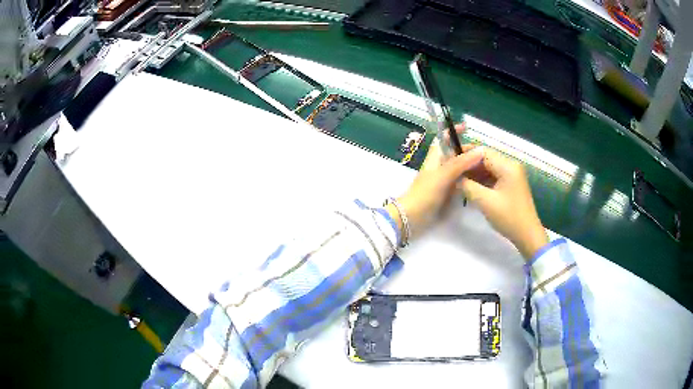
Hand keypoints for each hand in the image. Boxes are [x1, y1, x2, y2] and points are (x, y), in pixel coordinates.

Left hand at [385, 140, 484, 239]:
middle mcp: (439, 166)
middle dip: (468, 151)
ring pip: (459, 168)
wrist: (412, 218)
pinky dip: (469, 180)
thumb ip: (461, 163)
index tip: (467, 127)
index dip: (452, 131)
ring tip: (488, 167)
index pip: (443, 139)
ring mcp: (443, 181)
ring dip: (471, 166)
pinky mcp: (446, 194)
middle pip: (455, 154)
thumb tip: (480, 150)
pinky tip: (481, 182)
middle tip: (486, 154)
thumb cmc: (425, 193)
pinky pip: (460, 182)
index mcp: (435, 157)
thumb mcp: (443, 176)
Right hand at [459, 146, 547, 259]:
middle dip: (468, 164)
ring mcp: (512, 175)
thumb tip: (455, 178)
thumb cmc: (509, 217)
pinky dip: (481, 179)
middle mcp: (511, 166)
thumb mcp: (485, 202)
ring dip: (474, 172)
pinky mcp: (510, 184)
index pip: (482, 152)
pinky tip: (470, 186)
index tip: (449, 160)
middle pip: (485, 158)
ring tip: (457, 179)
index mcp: (507, 166)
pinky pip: (493, 176)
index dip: (465, 153)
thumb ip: (468, 186)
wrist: (528, 235)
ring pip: (488, 167)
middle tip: (452, 171)